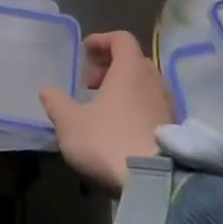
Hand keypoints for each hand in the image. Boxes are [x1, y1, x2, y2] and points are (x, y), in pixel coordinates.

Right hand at [41, 31, 176, 193]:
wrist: (155, 184)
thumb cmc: (108, 141)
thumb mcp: (71, 124)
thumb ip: (57, 104)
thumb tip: (46, 91)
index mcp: (130, 68)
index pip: (121, 38)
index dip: (102, 41)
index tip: (85, 52)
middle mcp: (154, 80)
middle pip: (134, 61)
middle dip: (111, 67)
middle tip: (90, 85)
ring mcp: (168, 105)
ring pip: (145, 85)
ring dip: (124, 89)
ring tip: (104, 110)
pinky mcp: (175, 130)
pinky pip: (153, 107)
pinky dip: (137, 108)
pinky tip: (122, 130)